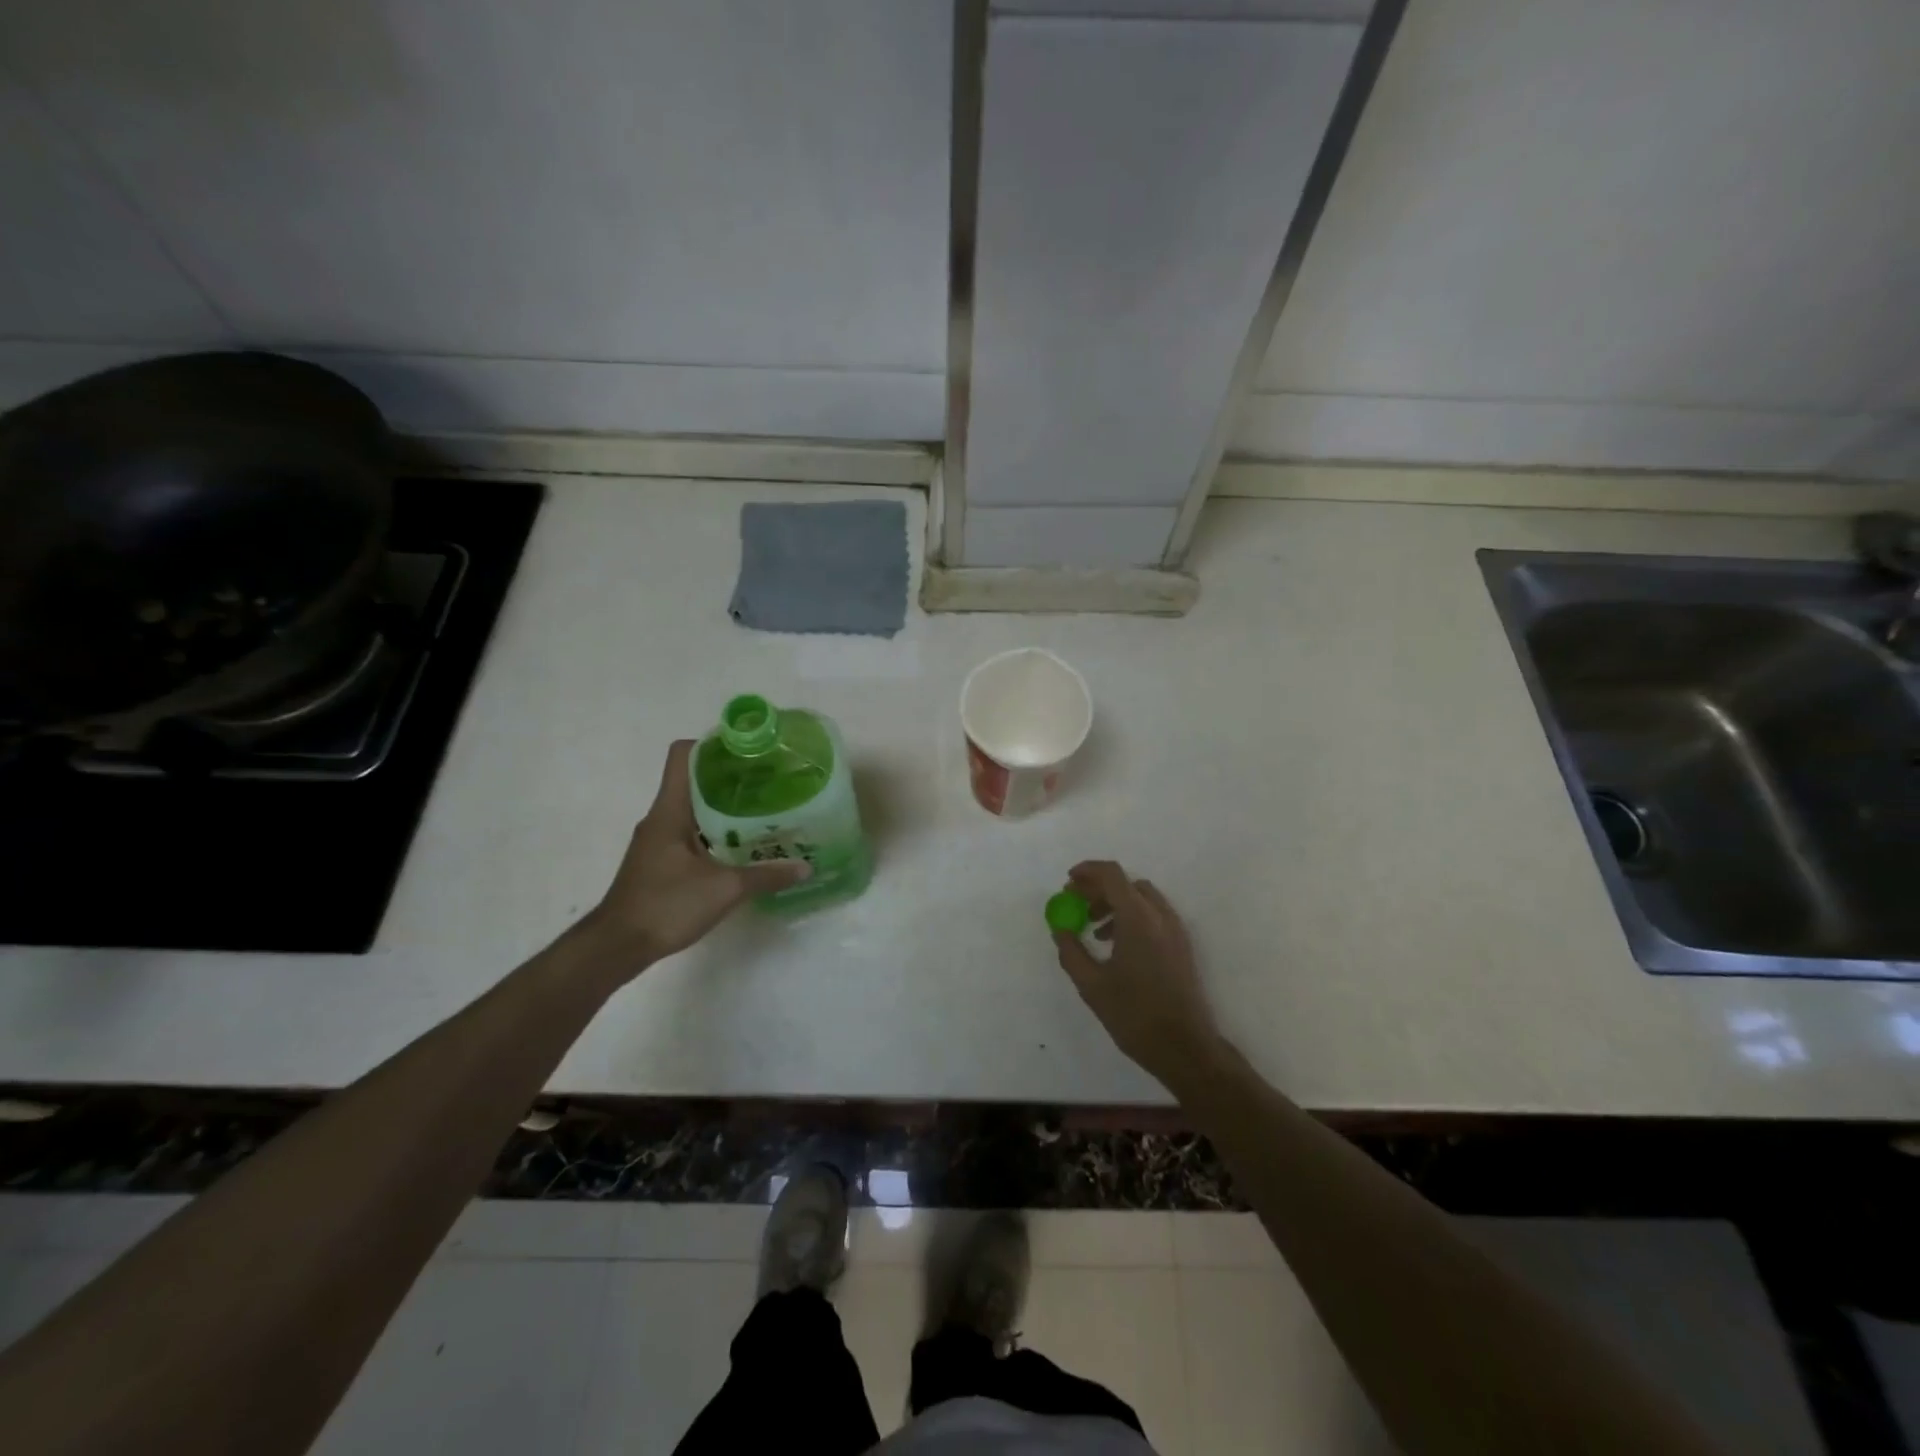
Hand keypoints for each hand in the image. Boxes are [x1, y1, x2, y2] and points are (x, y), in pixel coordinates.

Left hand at [583, 740, 810, 970]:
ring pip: (693, 808)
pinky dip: (716, 831)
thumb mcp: (724, 889)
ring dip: (724, 806)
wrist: (618, 946)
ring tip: (763, 810)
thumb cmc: (666, 905)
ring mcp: (658, 840)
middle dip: (729, 776)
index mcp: (670, 810)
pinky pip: (691, 832)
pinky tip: (742, 845)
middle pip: (693, 779)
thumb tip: (805, 868)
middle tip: (768, 780)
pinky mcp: (660, 861)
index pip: (682, 755)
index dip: (712, 744)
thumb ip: (766, 875)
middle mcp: (661, 818)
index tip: (747, 750)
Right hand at [1053, 861, 1223, 1087]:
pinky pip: (1153, 915)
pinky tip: (1115, 945)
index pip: (1112, 875)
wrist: (1185, 1048)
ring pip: (1141, 899)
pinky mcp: (1181, 945)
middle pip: (1126, 884)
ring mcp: (1175, 930)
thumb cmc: (1134, 1015)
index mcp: (1138, 919)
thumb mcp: (1091, 985)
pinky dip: (1131, 917)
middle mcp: (1160, 916)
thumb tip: (1060, 929)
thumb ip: (1071, 951)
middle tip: (1075, 904)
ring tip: (1092, 928)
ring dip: (1114, 903)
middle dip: (1098, 888)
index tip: (1068, 882)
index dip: (1087, 872)